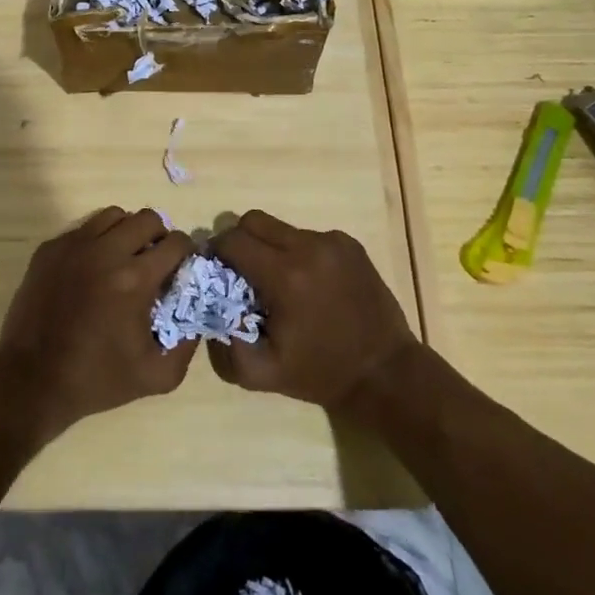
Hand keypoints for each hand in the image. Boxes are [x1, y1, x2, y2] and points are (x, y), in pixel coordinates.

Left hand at [0, 208, 197, 442]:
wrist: (31, 381)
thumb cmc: (97, 380)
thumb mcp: (157, 375)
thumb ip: (188, 343)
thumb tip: (198, 311)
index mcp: (135, 279)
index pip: (176, 243)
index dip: (186, 254)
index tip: (181, 270)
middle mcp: (105, 252)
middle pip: (148, 218)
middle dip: (159, 236)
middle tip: (154, 262)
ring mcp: (73, 246)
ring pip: (114, 216)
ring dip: (127, 232)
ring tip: (123, 259)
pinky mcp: (49, 249)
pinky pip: (84, 228)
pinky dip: (96, 240)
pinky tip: (92, 269)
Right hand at [208, 210, 419, 408]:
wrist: (385, 372)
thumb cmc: (320, 373)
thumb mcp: (262, 373)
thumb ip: (226, 342)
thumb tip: (210, 307)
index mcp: (285, 276)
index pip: (233, 241)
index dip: (217, 252)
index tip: (216, 270)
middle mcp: (309, 247)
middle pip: (254, 220)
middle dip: (240, 241)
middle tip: (241, 270)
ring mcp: (333, 241)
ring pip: (281, 227)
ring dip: (270, 248)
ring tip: (279, 282)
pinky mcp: (350, 244)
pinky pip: (309, 236)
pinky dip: (298, 252)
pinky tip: (309, 283)